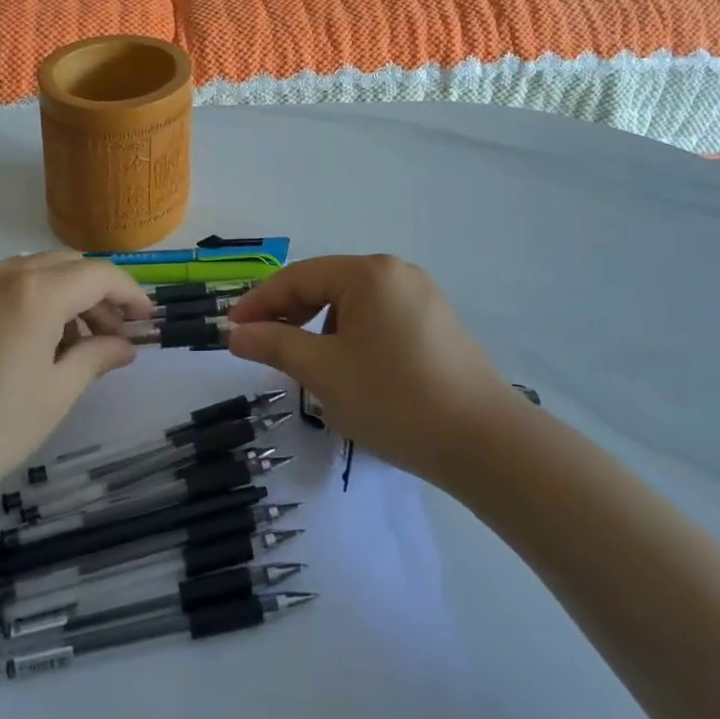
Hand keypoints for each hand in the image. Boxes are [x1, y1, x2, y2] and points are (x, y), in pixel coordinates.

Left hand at [0, 252, 148, 508]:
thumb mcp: (54, 396)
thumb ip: (95, 358)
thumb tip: (125, 346)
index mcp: (35, 291)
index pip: (98, 275)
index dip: (130, 294)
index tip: (148, 319)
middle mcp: (1, 274)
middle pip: (65, 266)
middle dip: (96, 294)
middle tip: (112, 335)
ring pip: (30, 273)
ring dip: (60, 297)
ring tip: (69, 345)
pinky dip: (24, 302)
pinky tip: (22, 346)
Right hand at [225, 255, 525, 487]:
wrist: (488, 445)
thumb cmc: (396, 400)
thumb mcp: (324, 373)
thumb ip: (275, 345)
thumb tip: (236, 334)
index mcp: (369, 273)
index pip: (298, 277)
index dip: (260, 302)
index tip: (231, 328)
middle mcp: (396, 272)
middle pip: (327, 284)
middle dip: (290, 314)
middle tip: (262, 345)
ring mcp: (422, 296)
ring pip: (353, 303)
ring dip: (321, 327)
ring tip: (307, 364)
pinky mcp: (437, 323)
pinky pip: (379, 317)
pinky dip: (352, 335)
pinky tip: (350, 368)